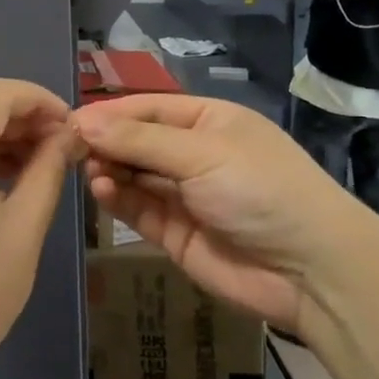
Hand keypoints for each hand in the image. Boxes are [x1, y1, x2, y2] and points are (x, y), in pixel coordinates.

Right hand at [74, 95, 371, 337]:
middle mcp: (194, 153)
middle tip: (69, 148)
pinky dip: (117, 198)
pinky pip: (137, 207)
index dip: (110, 113)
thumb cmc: (260, 190)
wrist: (310, 270)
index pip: (149, 108)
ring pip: (133, 175)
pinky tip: (101, 190)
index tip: (69, 119)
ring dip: (108, 169)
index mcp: (209, 121)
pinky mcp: (174, 232)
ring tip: (87, 170)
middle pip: (137, 141)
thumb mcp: (201, 153)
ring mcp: (184, 194)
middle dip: (105, 142)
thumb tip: (82, 122)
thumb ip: (138, 140)